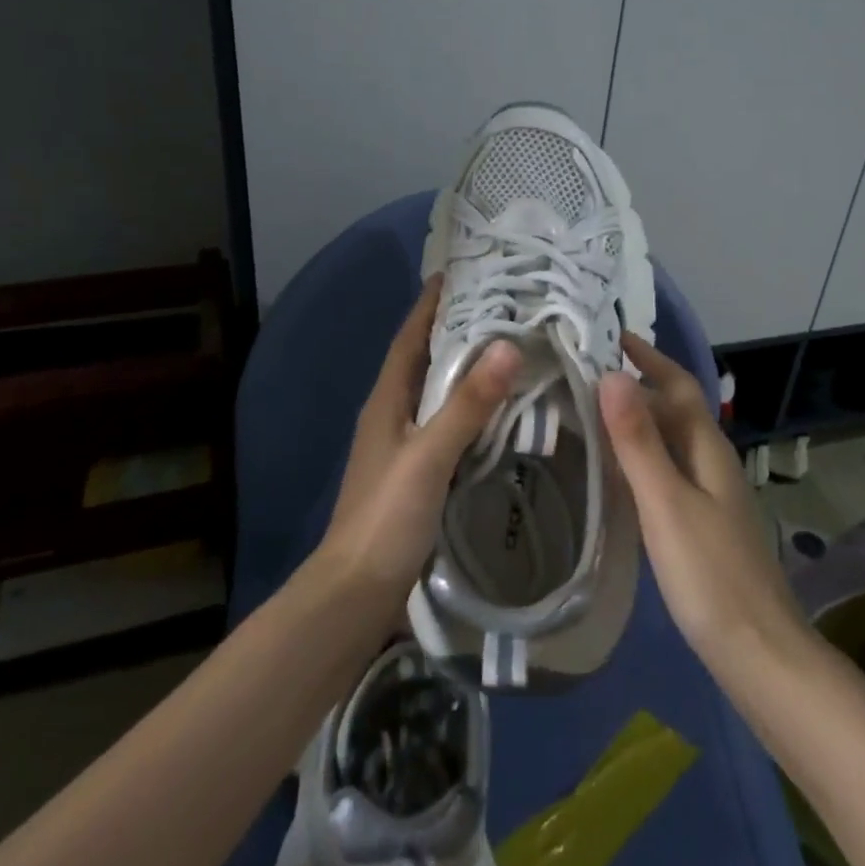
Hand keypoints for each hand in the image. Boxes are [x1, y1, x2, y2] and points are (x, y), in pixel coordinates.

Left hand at [319, 277, 520, 614]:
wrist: (357, 593)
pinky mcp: (418, 472)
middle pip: (423, 359)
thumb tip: (508, 345)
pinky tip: (498, 409)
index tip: (458, 272)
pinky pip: (447, 423)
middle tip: (499, 305)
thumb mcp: (429, 455)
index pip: (410, 337)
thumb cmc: (387, 517)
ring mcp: (403, 445)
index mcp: (387, 401)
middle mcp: (392, 414)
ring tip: (506, 346)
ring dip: (464, 367)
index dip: (430, 304)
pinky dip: (470, 406)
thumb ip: (468, 404)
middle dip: (454, 329)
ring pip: (437, 391)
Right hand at [600, 335, 806, 672]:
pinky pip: (667, 470)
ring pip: (671, 440)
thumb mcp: (666, 504)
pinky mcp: (702, 523)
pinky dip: (640, 455)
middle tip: (587, 371)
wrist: (759, 654)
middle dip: (639, 383)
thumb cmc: (710, 575)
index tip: (612, 334)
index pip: (679, 385)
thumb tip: (613, 375)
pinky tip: (616, 469)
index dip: (650, 357)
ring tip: (591, 410)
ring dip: (637, 418)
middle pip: (676, 409)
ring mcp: (710, 495)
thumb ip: (638, 442)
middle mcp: (713, 463)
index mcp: (708, 450)